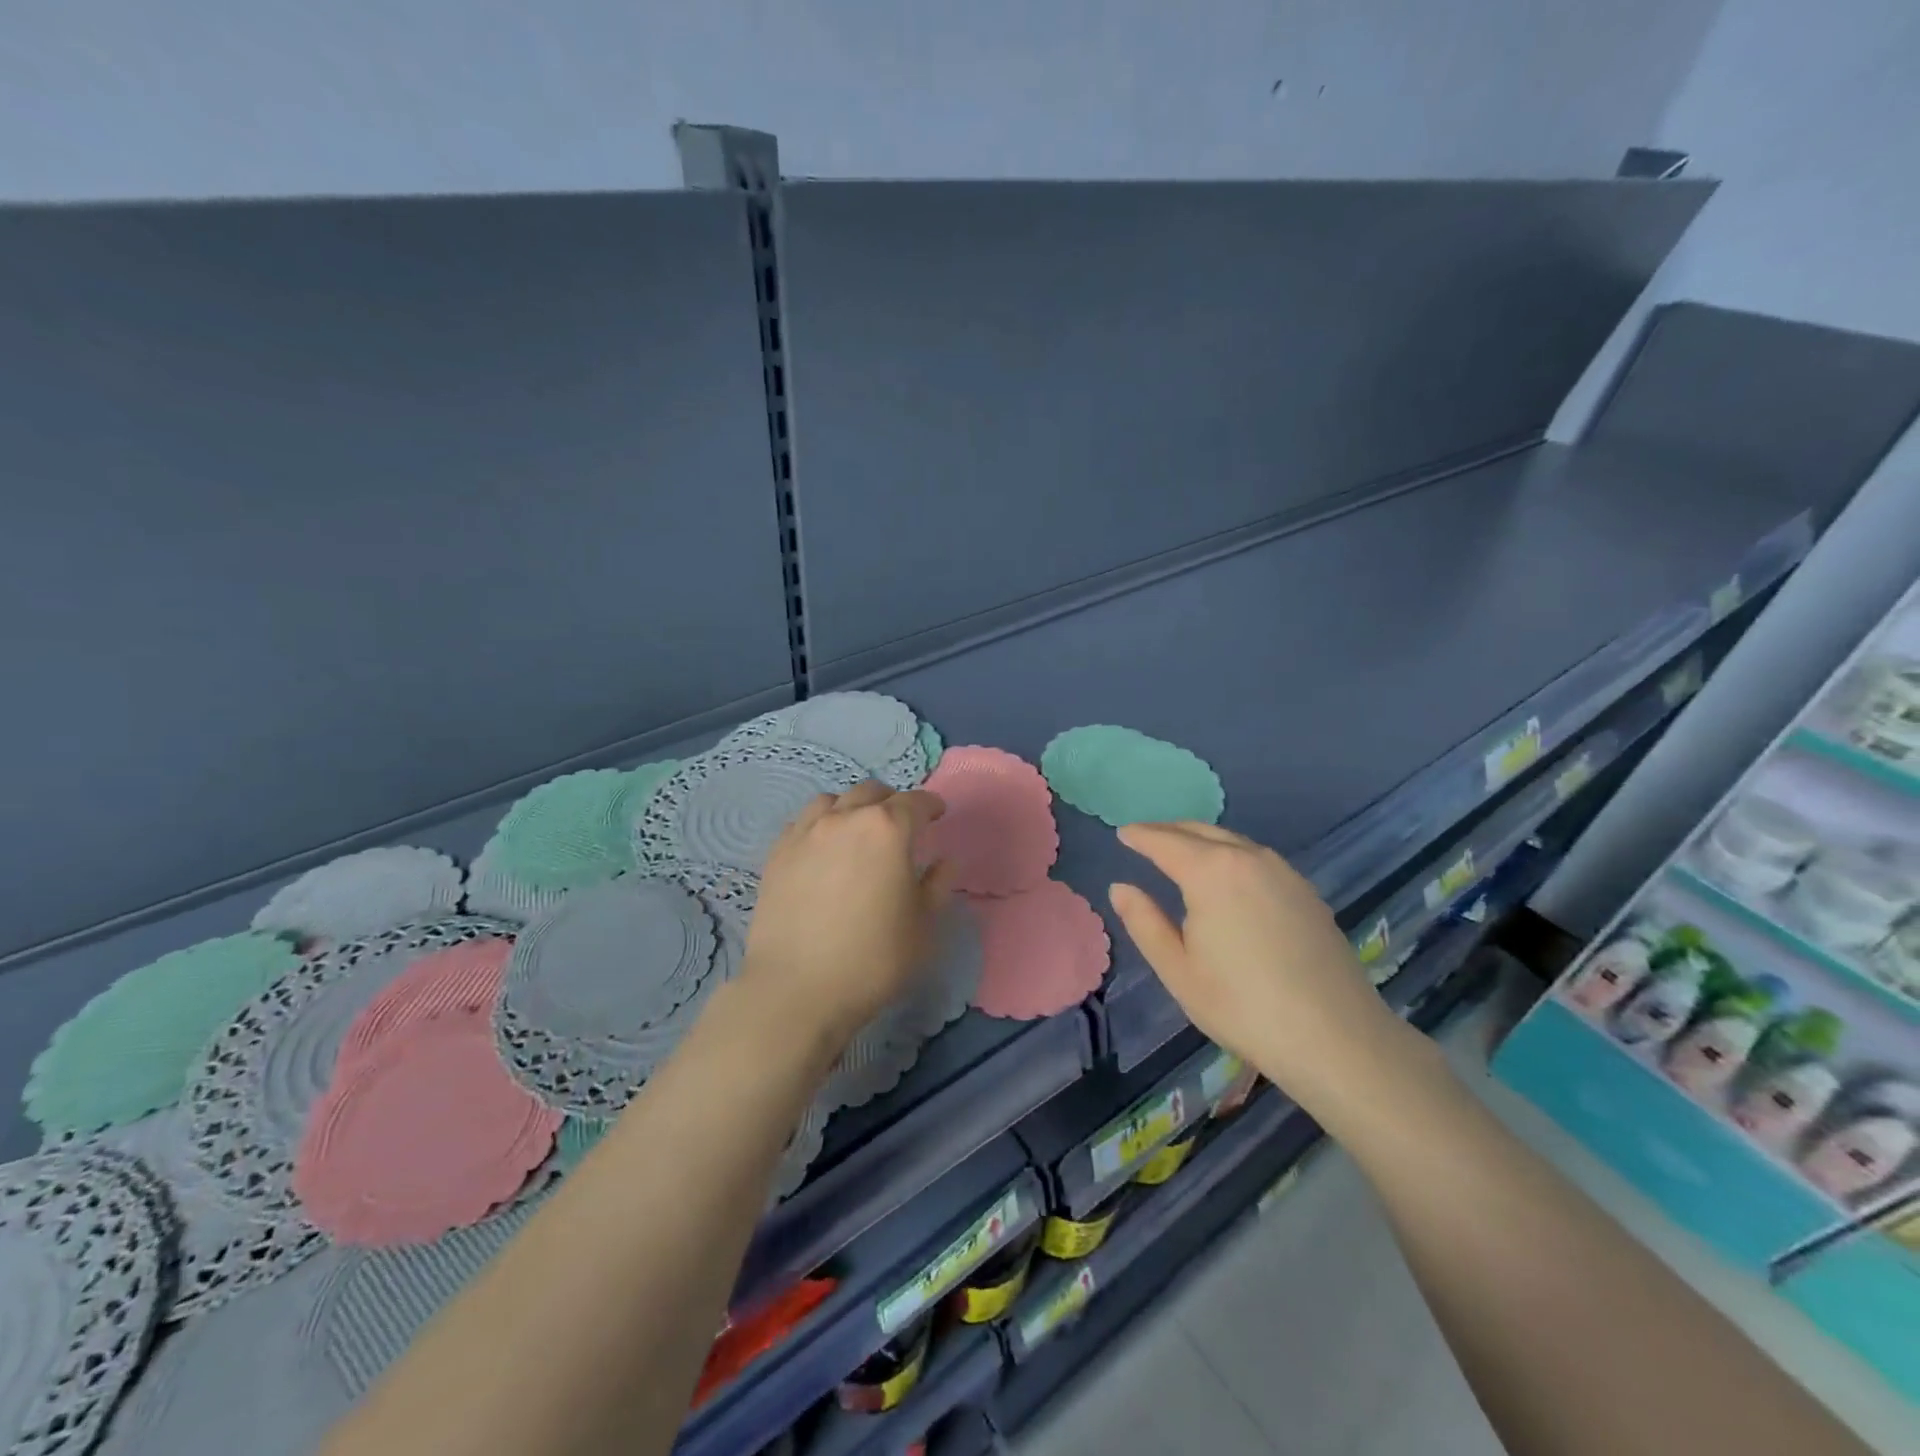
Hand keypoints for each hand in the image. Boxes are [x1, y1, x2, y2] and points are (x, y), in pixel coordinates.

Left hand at [743, 781, 951, 1050]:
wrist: (797, 989)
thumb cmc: (873, 958)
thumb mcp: (923, 925)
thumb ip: (937, 885)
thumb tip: (944, 861)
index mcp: (887, 829)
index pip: (915, 802)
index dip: (931, 806)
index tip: (938, 815)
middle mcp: (845, 818)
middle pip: (871, 792)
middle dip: (892, 802)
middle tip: (900, 824)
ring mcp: (805, 832)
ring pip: (832, 801)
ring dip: (852, 808)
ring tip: (857, 831)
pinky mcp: (777, 853)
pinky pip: (802, 822)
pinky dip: (820, 825)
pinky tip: (823, 849)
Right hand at [1108, 822, 1408, 1110]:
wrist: (1336, 1037)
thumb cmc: (1242, 1005)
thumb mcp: (1178, 969)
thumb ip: (1145, 922)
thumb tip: (1121, 888)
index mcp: (1211, 872)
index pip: (1165, 842)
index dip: (1140, 836)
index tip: (1122, 833)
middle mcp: (1248, 858)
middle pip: (1201, 831)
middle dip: (1169, 830)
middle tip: (1145, 836)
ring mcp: (1283, 872)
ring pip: (1233, 841)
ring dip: (1202, 839)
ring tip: (1181, 851)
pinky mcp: (1306, 892)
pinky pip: (1257, 858)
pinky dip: (1231, 854)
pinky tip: (1227, 876)